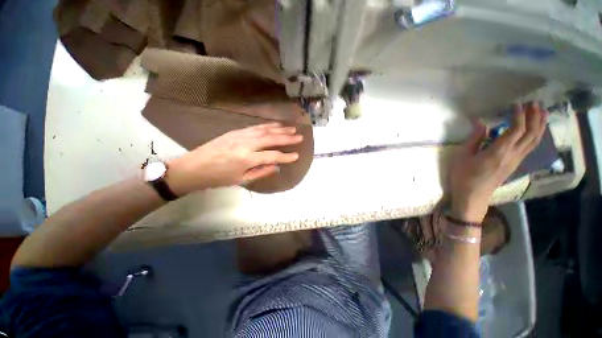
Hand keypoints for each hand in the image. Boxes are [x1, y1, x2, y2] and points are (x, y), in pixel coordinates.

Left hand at [166, 123, 302, 195]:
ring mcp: (240, 135)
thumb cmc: (218, 178)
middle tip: (299, 136)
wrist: (194, 167)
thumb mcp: (241, 180)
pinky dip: (267, 125)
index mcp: (247, 159)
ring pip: (264, 130)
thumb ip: (261, 172)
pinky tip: (275, 125)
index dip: (286, 156)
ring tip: (291, 128)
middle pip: (271, 139)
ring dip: (279, 129)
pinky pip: (255, 127)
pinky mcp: (235, 131)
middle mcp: (246, 144)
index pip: (272, 156)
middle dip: (287, 137)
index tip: (297, 155)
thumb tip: (277, 166)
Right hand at [449, 103, 547, 222]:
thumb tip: (481, 122)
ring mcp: (516, 161)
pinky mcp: (514, 165)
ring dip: (539, 125)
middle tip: (535, 103)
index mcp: (499, 151)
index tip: (516, 104)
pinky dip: (535, 136)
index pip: (516, 129)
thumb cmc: (463, 176)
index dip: (519, 115)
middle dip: (535, 117)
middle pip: (531, 134)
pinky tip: (534, 131)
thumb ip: (474, 139)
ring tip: (541, 112)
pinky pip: (530, 147)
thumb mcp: (462, 156)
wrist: (472, 196)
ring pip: (534, 141)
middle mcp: (513, 155)